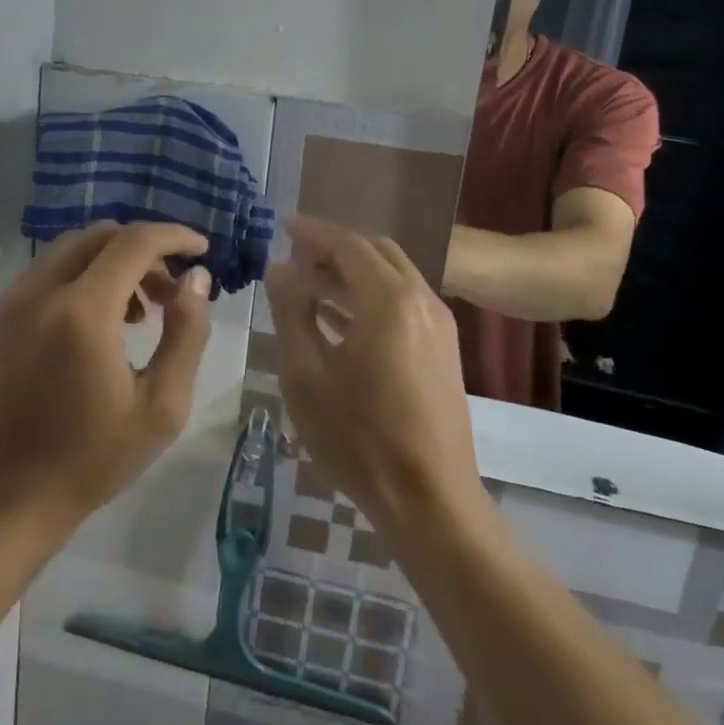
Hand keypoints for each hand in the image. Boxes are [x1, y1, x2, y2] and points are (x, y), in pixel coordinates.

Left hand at [0, 222, 213, 535]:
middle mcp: (38, 292)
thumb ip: (187, 333)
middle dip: (144, 250)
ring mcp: (7, 304)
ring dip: (111, 264)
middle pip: (99, 236)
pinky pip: (44, 276)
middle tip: (170, 291)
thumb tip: (196, 278)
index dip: (174, 236)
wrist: (4, 500)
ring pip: (69, 252)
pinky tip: (95, 326)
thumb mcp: (162, 405)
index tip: (202, 251)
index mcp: (81, 313)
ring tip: (137, 314)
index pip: (134, 242)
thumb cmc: (92, 459)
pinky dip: (79, 280)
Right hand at [264, 217, 483, 537]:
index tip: (284, 226)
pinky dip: (370, 297)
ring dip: (352, 273)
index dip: (314, 232)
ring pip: (392, 277)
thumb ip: (292, 313)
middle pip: (376, 252)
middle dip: (335, 248)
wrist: (428, 498)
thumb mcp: (306, 375)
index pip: (349, 244)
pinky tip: (337, 318)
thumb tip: (280, 268)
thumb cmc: (358, 438)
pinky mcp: (443, 349)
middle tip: (296, 258)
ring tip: (308, 285)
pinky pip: (403, 303)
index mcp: (389, 301)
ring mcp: (439, 325)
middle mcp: (421, 300)